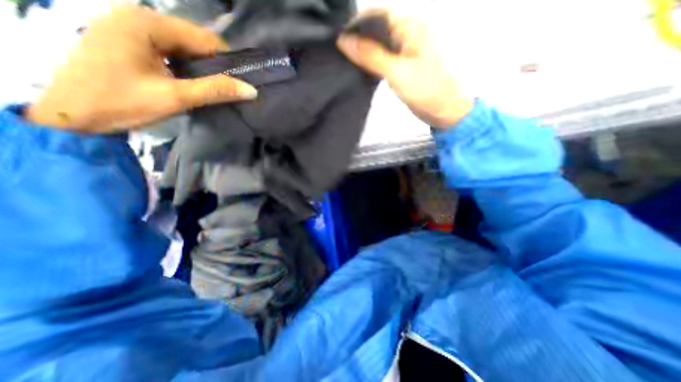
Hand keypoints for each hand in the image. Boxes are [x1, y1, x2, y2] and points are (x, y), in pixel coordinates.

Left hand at [26, 4, 257, 132]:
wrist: (67, 113)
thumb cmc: (121, 102)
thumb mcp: (175, 97)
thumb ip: (215, 90)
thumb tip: (251, 90)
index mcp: (147, 24)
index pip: (205, 39)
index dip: (227, 62)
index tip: (240, 83)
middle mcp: (138, 17)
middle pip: (193, 40)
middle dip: (214, 65)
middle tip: (227, 89)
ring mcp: (130, 28)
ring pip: (183, 46)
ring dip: (201, 67)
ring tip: (212, 88)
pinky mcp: (127, 41)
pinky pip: (169, 50)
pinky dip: (185, 66)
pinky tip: (191, 82)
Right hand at [335, 10, 474, 128]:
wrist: (447, 111)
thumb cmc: (428, 90)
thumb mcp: (397, 72)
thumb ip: (371, 56)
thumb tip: (345, 42)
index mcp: (412, 26)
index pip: (378, 13)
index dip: (356, 23)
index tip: (339, 39)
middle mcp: (410, 33)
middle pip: (378, 28)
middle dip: (359, 38)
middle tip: (341, 53)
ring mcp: (408, 51)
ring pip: (381, 44)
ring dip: (365, 52)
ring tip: (348, 61)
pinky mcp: (406, 66)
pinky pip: (385, 58)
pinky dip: (373, 63)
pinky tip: (363, 70)